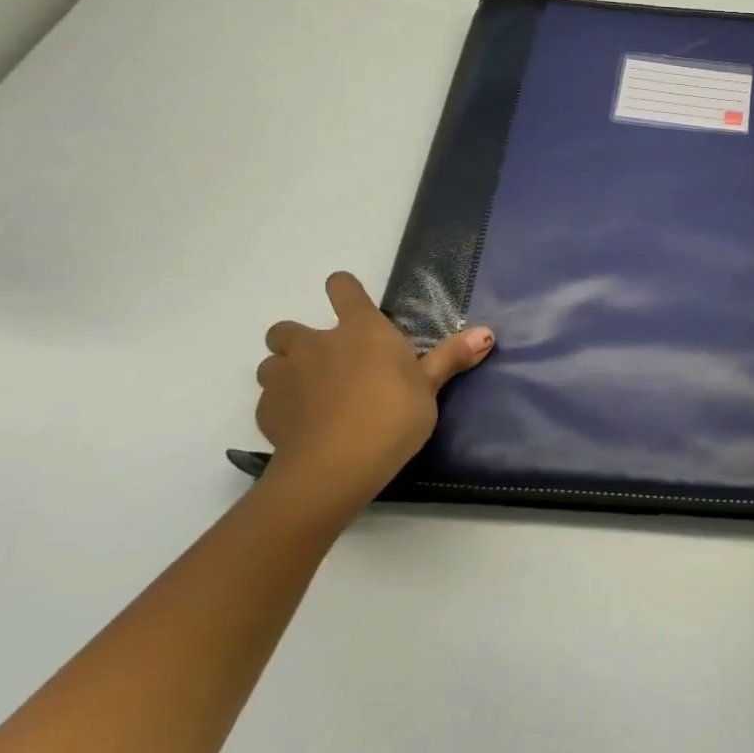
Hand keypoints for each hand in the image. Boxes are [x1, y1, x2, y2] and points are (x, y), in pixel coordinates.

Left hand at [255, 272, 493, 505]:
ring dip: (287, 372)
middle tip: (328, 364)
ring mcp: (285, 376)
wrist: (337, 463)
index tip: (350, 301)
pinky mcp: (266, 410)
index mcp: (360, 329)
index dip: (344, 290)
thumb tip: (487, 332)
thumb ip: (452, 357)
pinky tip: (303, 426)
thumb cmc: (394, 414)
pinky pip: (270, 399)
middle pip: (289, 328)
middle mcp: (315, 343)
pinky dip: (283, 407)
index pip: (342, 288)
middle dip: (301, 340)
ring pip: (272, 363)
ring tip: (311, 395)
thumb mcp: (430, 387)